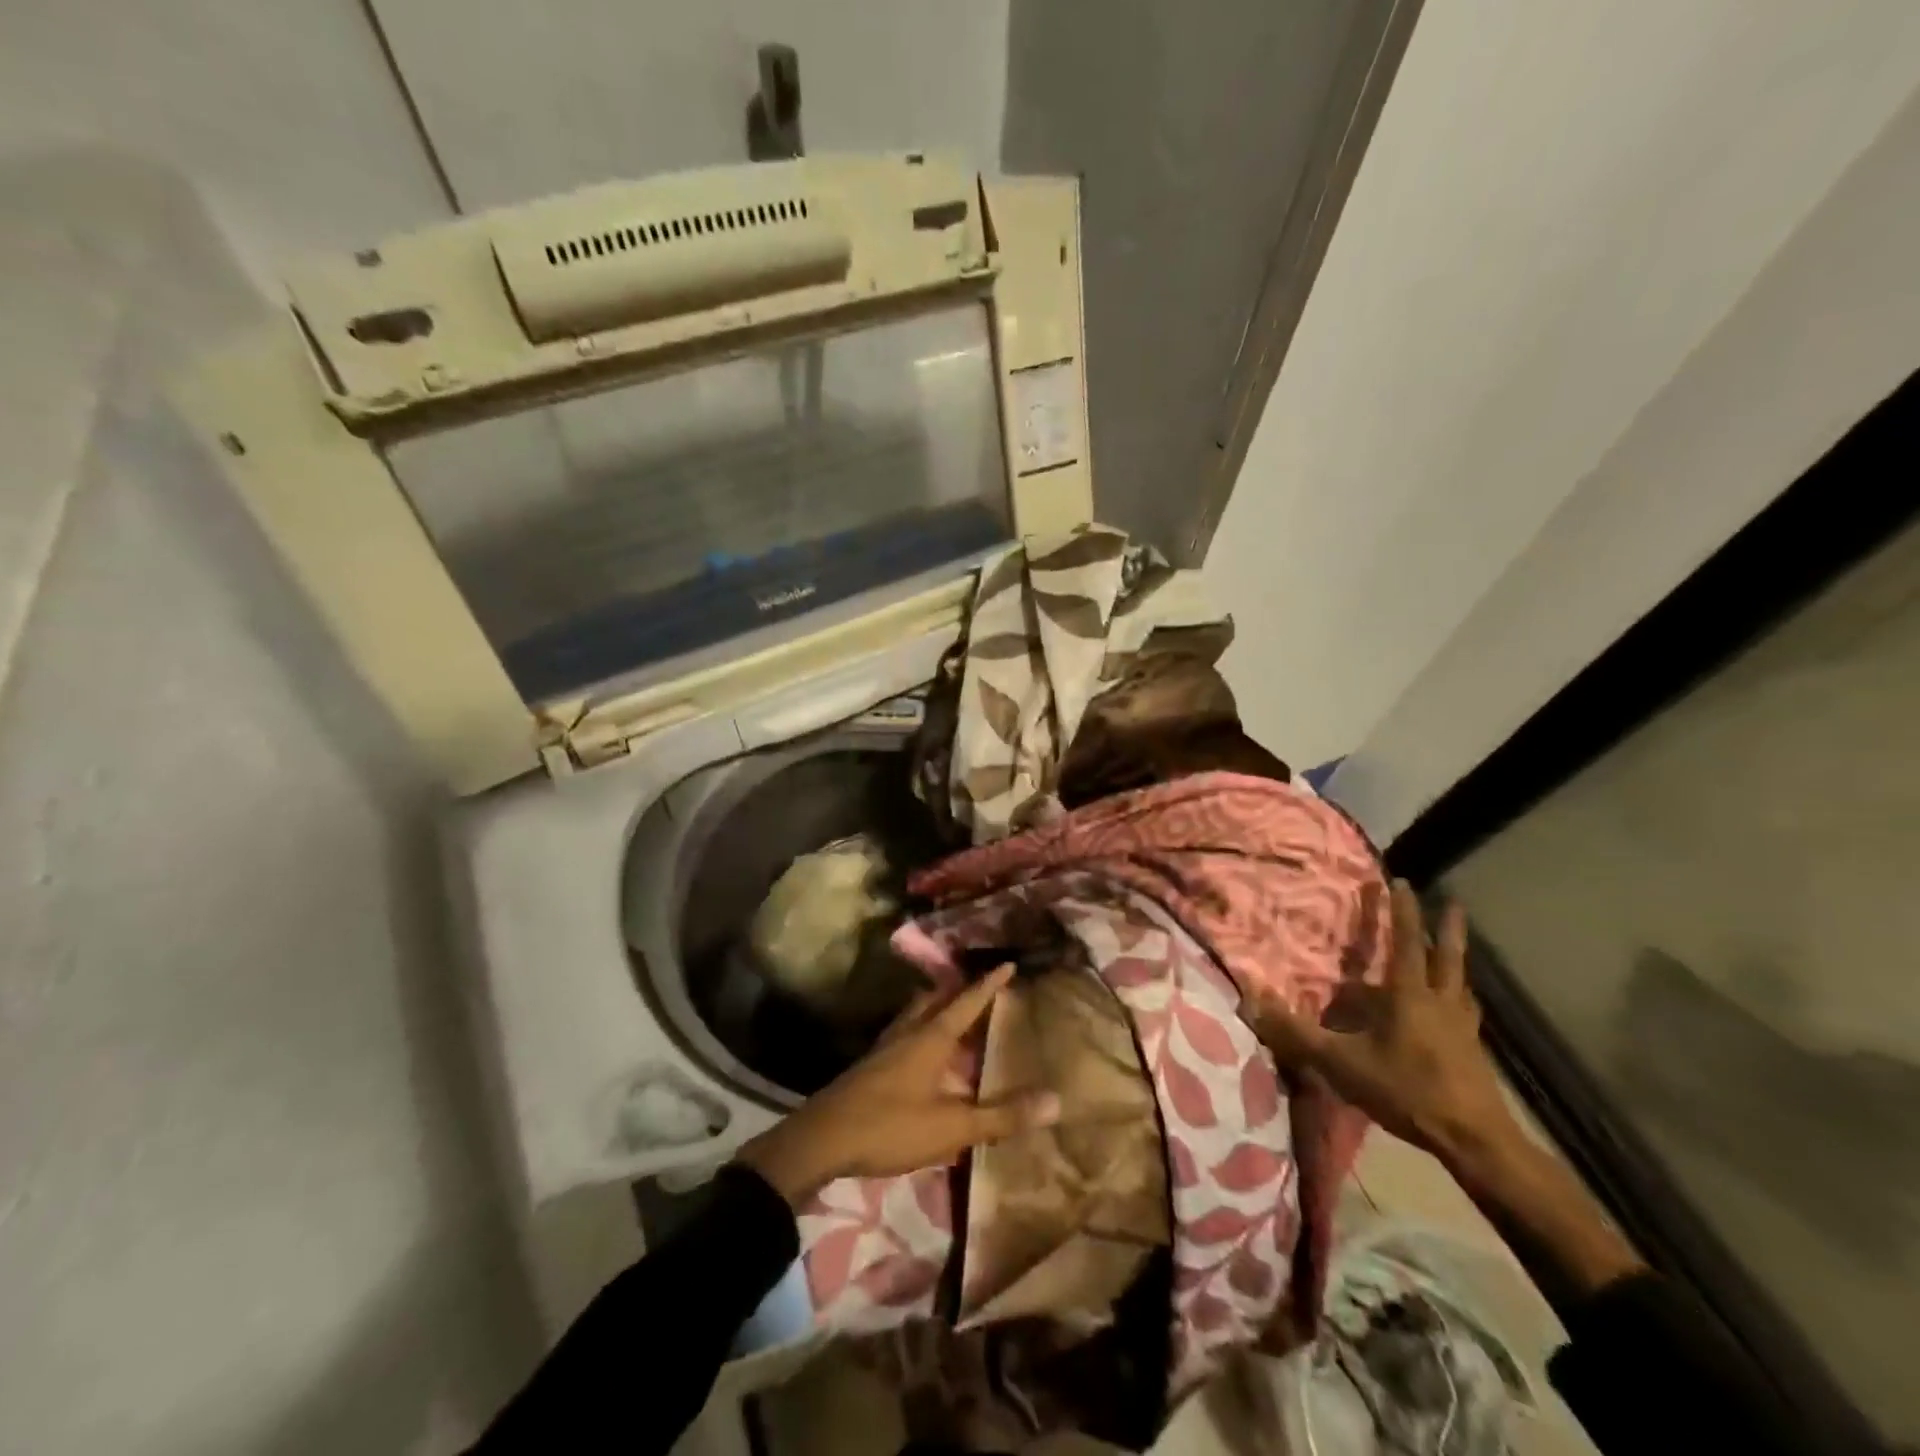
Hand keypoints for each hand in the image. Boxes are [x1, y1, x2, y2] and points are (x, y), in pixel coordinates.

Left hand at [739, 963, 1061, 1206]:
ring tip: (950, 1010)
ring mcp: (884, 1047)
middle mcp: (908, 1032)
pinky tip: (919, 1050)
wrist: (823, 1138)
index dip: (989, 984)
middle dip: (958, 989)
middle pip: (936, 1000)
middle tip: (978, 985)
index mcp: (930, 1037)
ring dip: (935, 1006)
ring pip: (915, 1014)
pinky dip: (920, 1029)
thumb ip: (1002, 1116)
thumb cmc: (892, 1126)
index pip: (966, 1002)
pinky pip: (903, 1033)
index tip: (1007, 963)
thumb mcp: (953, 1127)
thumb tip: (1055, 1100)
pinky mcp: (870, 1065)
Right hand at [1251, 880, 1517, 1167]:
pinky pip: (1466, 1013)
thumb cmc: (1406, 1090)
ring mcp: (1463, 1028)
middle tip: (1452, 901)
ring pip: (1461, 983)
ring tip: (1455, 951)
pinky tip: (1457, 1009)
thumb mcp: (1341, 1062)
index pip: (1404, 942)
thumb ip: (1296, 1032)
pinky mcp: (1473, 1052)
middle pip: (1447, 956)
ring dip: (1457, 961)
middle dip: (1447, 927)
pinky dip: (1461, 1000)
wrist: (1474, 1140)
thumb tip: (1251, 1001)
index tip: (1399, 881)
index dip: (1401, 911)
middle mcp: (1440, 1002)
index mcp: (1409, 995)